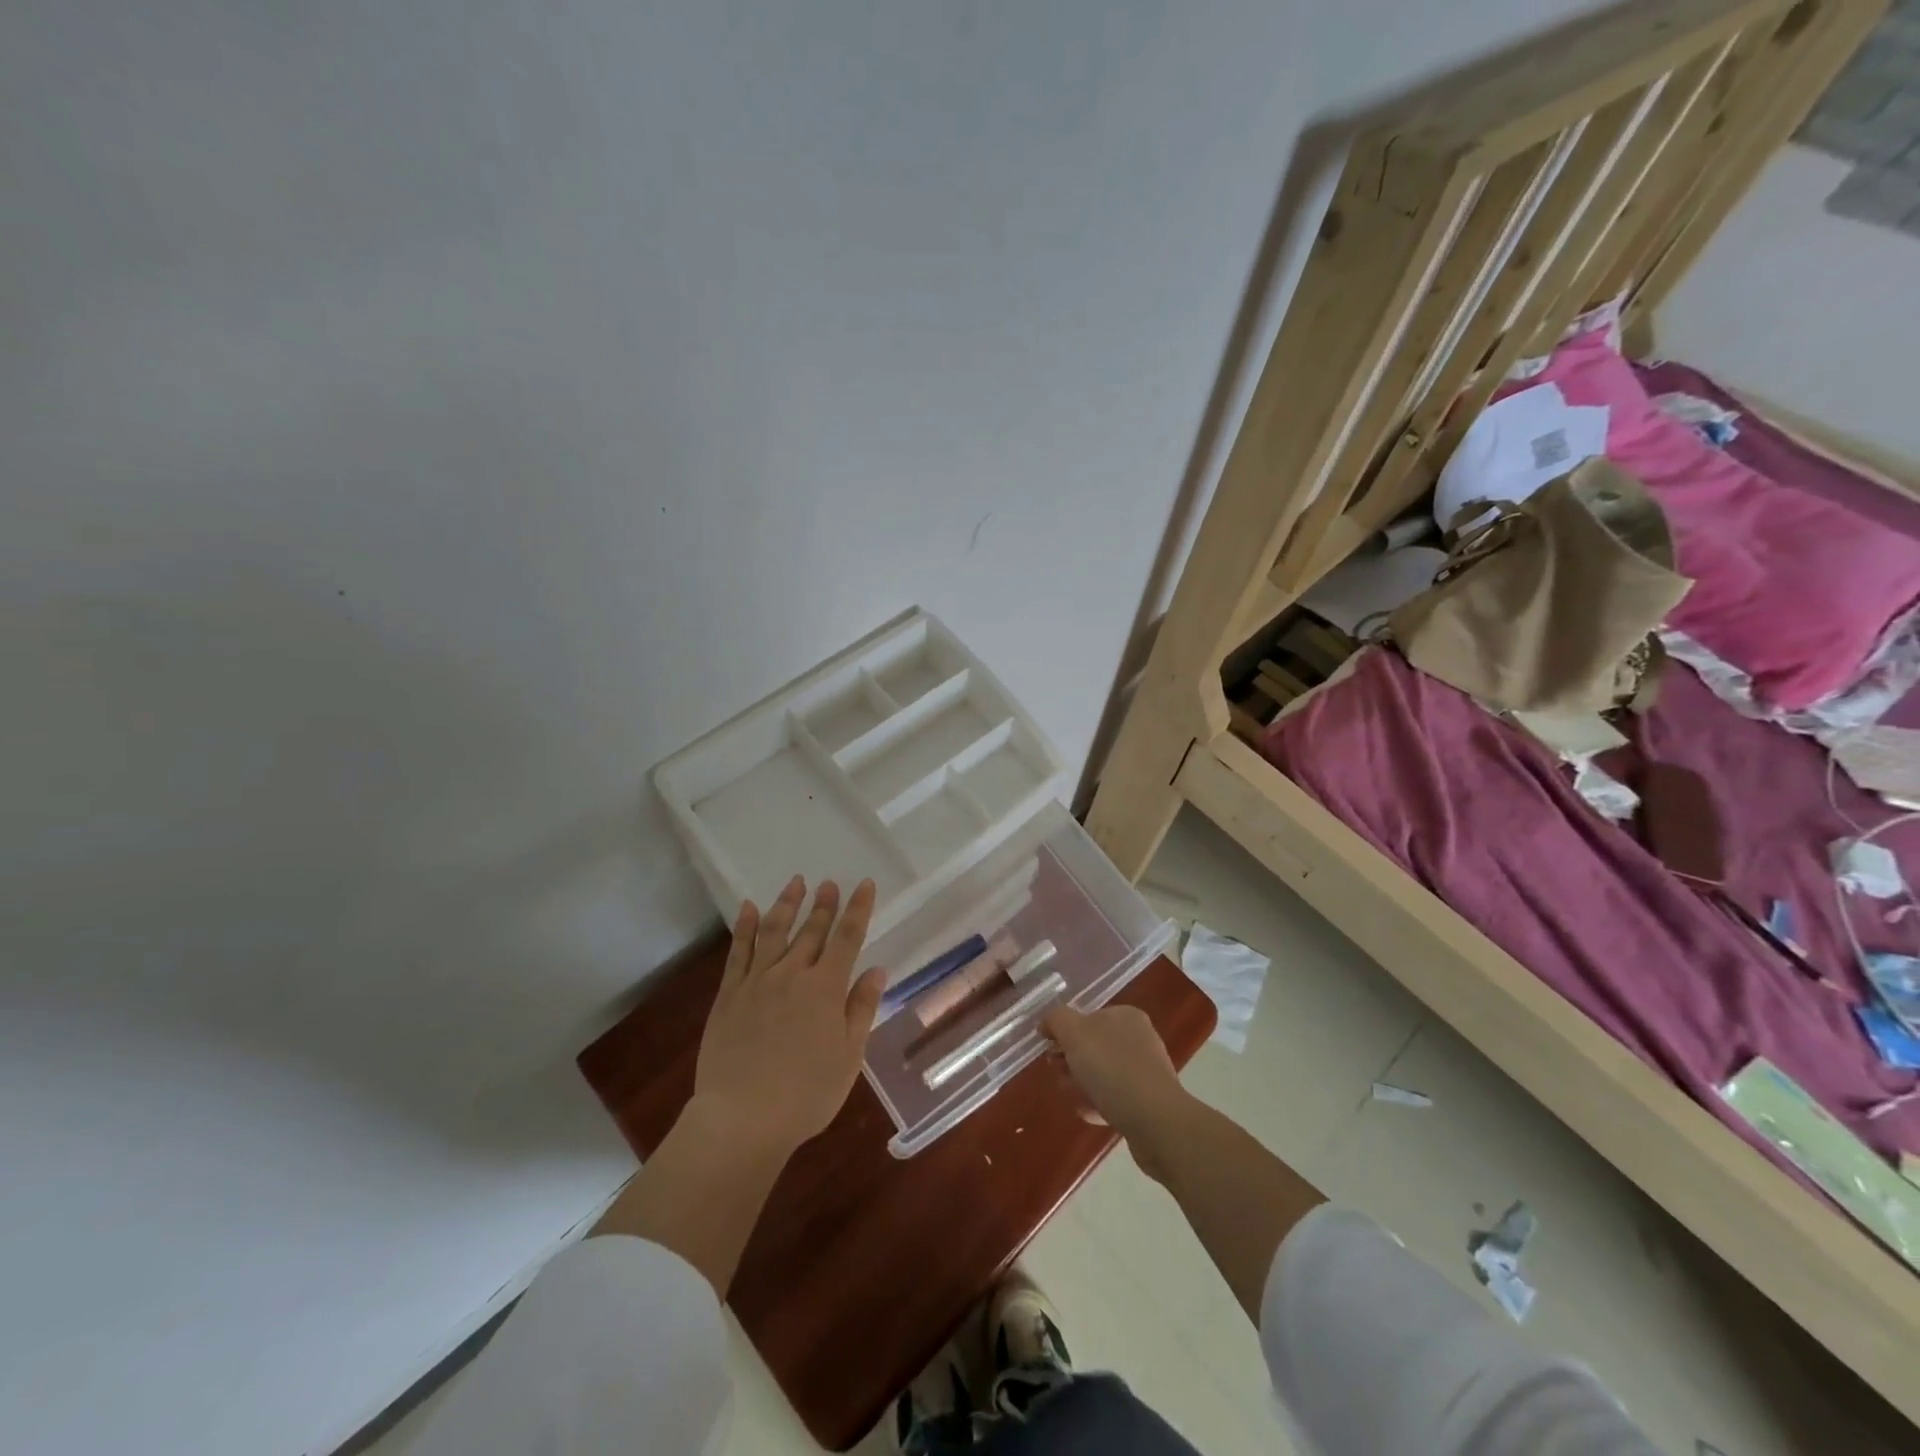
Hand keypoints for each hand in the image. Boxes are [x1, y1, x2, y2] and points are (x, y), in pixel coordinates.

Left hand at [692, 876, 885, 1154]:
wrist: (742, 1118)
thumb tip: (877, 970)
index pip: (847, 938)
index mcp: (826, 989)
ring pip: (774, 932)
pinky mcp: (729, 995)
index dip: (858, 909)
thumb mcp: (848, 1056)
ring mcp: (757, 982)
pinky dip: (745, 928)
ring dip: (787, 905)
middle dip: (824, 905)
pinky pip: (738, 952)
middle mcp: (792, 975)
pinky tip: (749, 909)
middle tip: (829, 882)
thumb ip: (861, 1009)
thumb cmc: (806, 1094)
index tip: (865, 884)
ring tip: (796, 883)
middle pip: (812, 931)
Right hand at [1042, 1004, 1188, 1155]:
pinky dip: (1099, 1104)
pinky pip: (1115, 1098)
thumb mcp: (1074, 1033)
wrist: (1155, 1121)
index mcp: (1126, 1016)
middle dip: (1071, 1062)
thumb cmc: (1112, 1068)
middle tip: (1060, 1076)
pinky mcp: (1149, 1101)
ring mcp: (1146, 1071)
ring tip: (1074, 1098)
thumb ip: (1057, 1019)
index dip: (1064, 1034)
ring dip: (1082, 1085)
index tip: (1050, 1053)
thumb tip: (1048, 1022)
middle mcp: (1139, 1038)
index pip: (1086, 1018)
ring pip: (1102, 1074)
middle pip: (1092, 1047)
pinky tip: (1091, 1114)